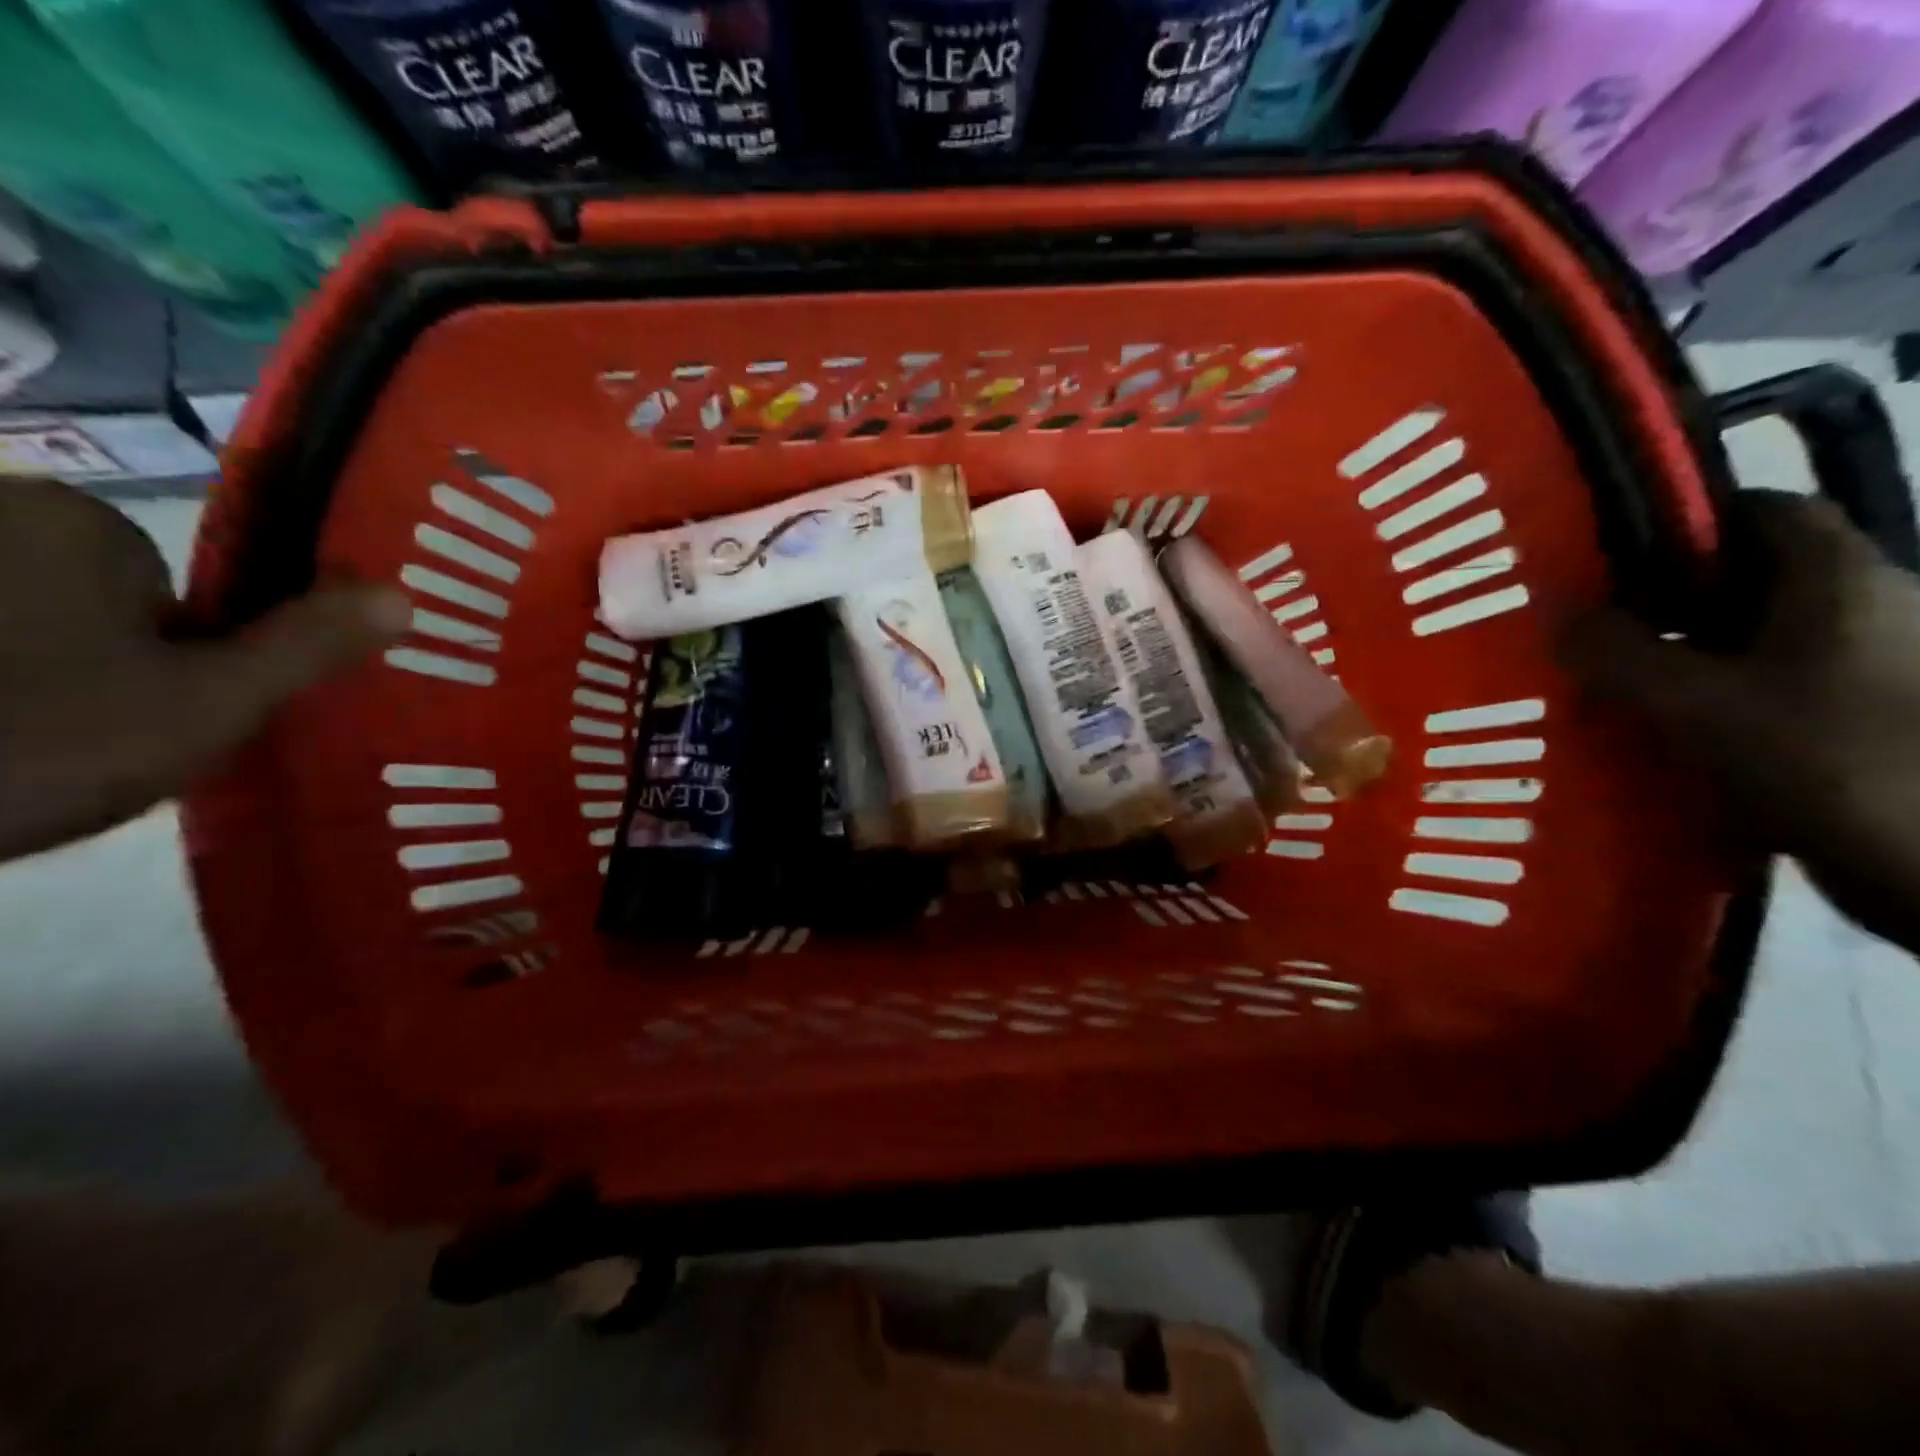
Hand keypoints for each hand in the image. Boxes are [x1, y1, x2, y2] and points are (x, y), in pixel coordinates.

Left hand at [0, 479, 406, 862]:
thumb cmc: (25, 738)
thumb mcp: (205, 703)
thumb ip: (305, 647)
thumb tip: (404, 595)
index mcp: (70, 522)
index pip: (164, 589)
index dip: (173, 659)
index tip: (141, 718)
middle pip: (81, 603)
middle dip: (95, 669)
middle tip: (75, 744)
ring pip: (7, 628)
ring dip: (24, 684)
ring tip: (6, 753)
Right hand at [1569, 489, 1919, 951]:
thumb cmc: (1832, 761)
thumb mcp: (1700, 706)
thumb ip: (1619, 656)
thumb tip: (1556, 615)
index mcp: (1839, 581)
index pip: (1761, 512)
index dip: (1682, 524)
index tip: (1604, 560)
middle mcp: (1861, 609)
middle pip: (1747, 579)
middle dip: (1660, 600)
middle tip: (1583, 630)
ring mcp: (1863, 668)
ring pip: (1748, 640)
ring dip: (1677, 656)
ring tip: (1603, 683)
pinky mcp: (1852, 721)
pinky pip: (1761, 689)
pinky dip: (1706, 700)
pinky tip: (1655, 729)